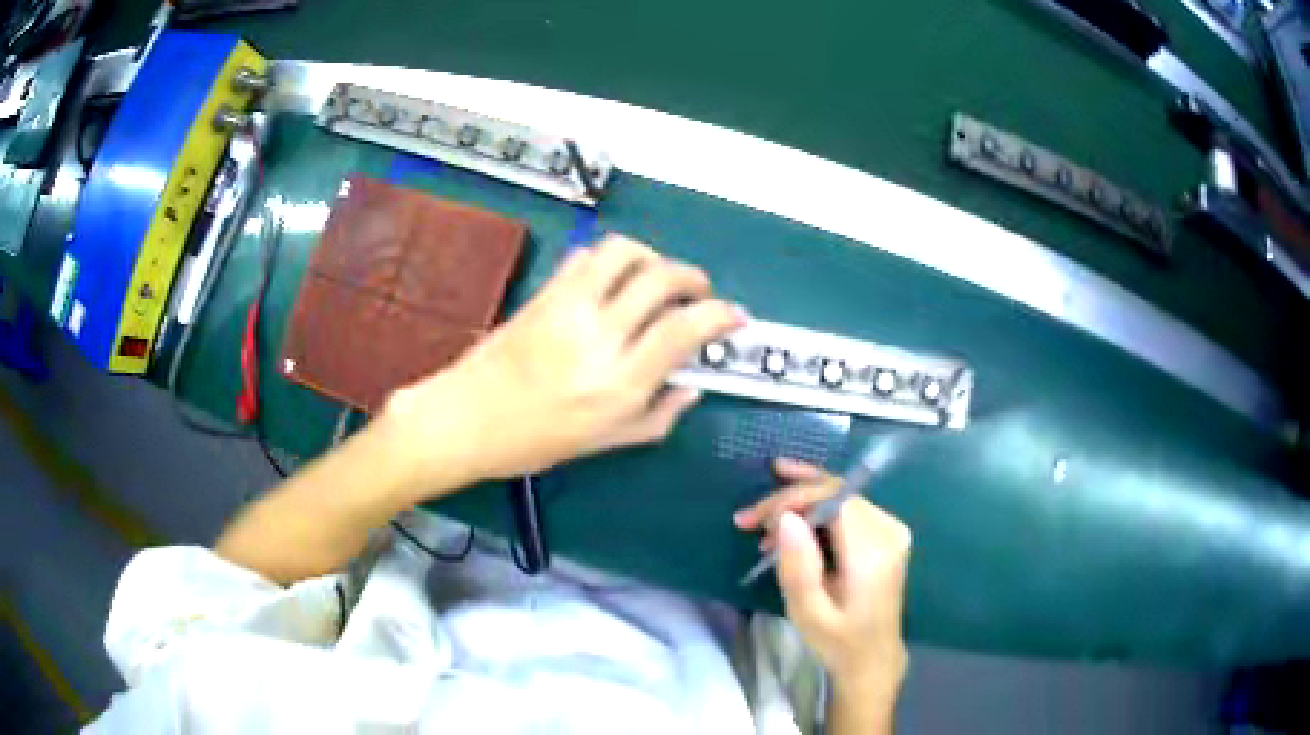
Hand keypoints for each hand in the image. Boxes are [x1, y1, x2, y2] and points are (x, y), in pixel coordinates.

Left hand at [384, 234, 744, 484]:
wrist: (466, 419)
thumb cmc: (534, 442)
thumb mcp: (604, 442)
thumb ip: (657, 417)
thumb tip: (692, 389)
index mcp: (618, 384)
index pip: (683, 330)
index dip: (720, 315)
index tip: (734, 316)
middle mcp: (598, 338)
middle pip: (662, 278)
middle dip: (694, 278)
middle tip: (699, 294)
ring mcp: (568, 308)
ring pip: (625, 253)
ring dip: (654, 257)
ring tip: (658, 277)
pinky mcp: (544, 292)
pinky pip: (586, 256)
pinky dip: (612, 259)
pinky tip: (614, 280)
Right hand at [734, 458, 910, 696]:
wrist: (873, 657)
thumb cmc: (838, 641)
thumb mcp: (808, 614)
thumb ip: (798, 567)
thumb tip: (786, 518)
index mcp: (872, 552)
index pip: (832, 499)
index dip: (791, 499)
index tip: (752, 519)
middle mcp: (888, 530)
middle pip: (836, 493)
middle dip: (789, 499)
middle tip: (748, 517)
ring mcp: (891, 529)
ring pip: (839, 496)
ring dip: (800, 504)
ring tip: (764, 529)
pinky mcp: (886, 533)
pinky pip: (847, 508)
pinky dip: (815, 512)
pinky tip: (790, 528)